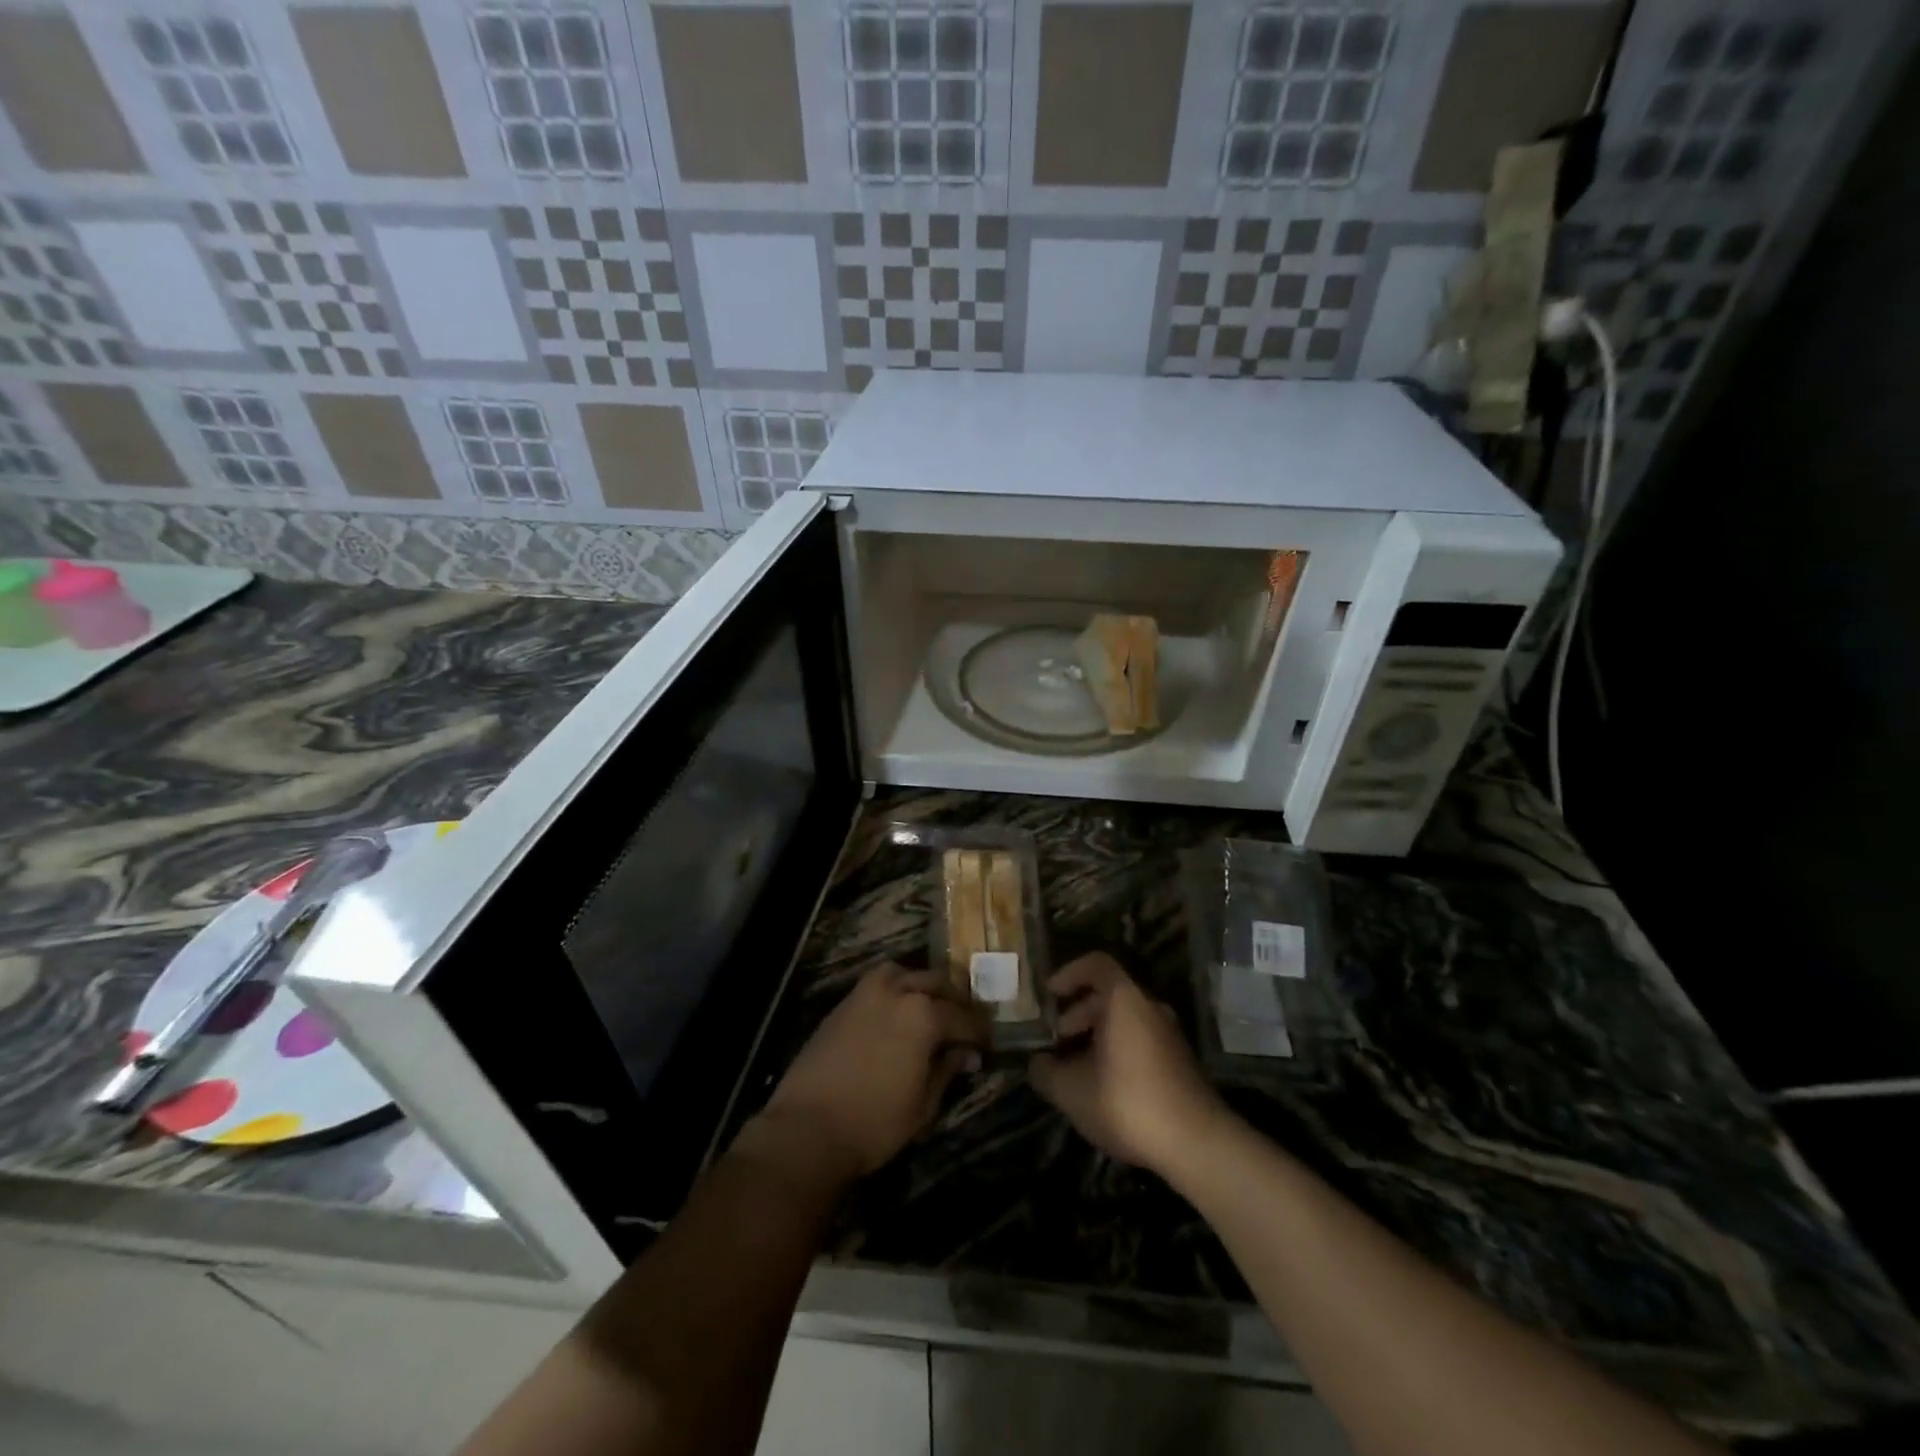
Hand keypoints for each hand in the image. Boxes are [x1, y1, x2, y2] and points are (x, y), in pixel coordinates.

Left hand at [759, 964, 988, 1183]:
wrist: (806, 1128)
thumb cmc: (874, 1122)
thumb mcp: (923, 1104)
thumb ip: (947, 1070)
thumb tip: (966, 1054)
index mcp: (924, 1014)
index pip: (964, 1017)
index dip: (979, 1032)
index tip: (987, 1044)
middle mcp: (897, 991)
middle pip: (937, 983)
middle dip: (955, 1001)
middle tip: (965, 1023)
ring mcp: (866, 993)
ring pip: (905, 974)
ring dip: (923, 987)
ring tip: (931, 1009)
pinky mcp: (844, 1003)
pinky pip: (879, 984)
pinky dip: (895, 990)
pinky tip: (898, 1013)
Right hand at [1029, 952, 1222, 1173]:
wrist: (1197, 1144)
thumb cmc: (1127, 1103)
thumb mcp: (1071, 1091)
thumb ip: (1045, 1072)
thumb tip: (1036, 1062)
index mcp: (1124, 1000)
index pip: (1096, 964)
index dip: (1069, 973)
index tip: (1050, 995)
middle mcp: (1150, 1007)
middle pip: (1109, 993)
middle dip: (1078, 1011)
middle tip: (1057, 1037)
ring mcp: (1169, 1034)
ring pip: (1126, 1019)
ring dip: (1097, 1033)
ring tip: (1075, 1066)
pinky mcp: (1179, 1061)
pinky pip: (1140, 1039)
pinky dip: (1117, 1049)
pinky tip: (1103, 1085)